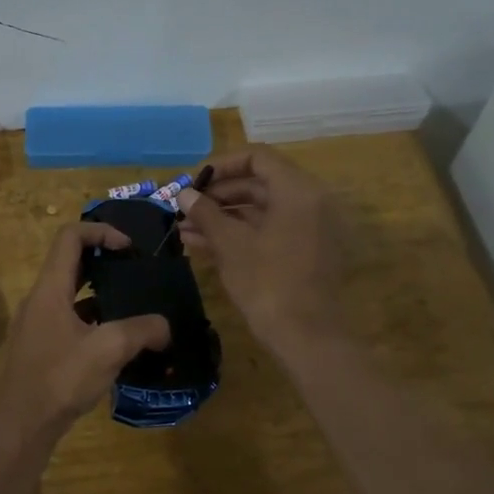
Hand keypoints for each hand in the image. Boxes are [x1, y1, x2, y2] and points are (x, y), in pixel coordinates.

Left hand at [0, 224, 170, 447]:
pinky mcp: (40, 346)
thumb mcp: (108, 350)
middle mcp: (39, 299)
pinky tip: (115, 338)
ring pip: (69, 292)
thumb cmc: (60, 379)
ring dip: (99, 290)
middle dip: (103, 258)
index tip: (129, 247)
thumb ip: (142, 330)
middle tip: (134, 270)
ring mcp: (37, 323)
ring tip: (131, 303)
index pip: (70, 237)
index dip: (101, 231)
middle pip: (69, 261)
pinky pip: (68, 317)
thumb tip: (165, 327)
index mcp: (49, 289)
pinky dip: (91, 316)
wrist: (22, 425)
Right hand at [178, 148, 340, 355]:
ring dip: (222, 217)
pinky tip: (201, 245)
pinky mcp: (303, 253)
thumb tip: (185, 194)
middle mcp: (309, 202)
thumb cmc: (267, 282)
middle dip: (218, 196)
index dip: (222, 165)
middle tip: (185, 208)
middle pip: (258, 184)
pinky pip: (268, 232)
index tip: (193, 181)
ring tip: (184, 229)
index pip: (258, 157)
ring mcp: (308, 229)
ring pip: (260, 211)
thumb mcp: (230, 244)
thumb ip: (206, 213)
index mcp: (298, 191)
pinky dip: (238, 235)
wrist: (306, 336)